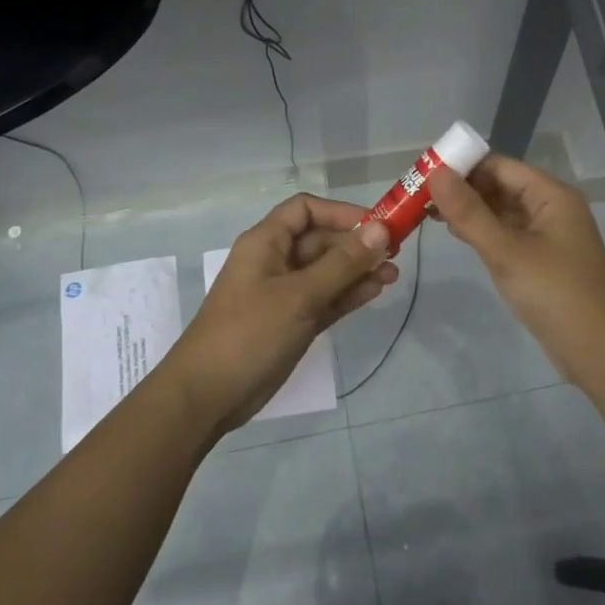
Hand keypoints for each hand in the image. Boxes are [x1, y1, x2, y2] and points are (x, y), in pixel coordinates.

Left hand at [160, 193, 395, 438]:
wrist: (209, 394)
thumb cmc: (249, 333)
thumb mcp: (299, 295)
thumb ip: (342, 263)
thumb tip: (381, 229)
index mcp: (265, 243)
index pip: (306, 210)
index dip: (341, 212)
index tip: (377, 225)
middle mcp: (275, 262)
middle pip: (321, 240)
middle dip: (357, 244)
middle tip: (396, 253)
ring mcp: (285, 294)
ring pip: (328, 272)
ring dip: (358, 270)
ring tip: (394, 275)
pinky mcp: (293, 322)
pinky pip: (326, 299)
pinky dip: (349, 294)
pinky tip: (376, 291)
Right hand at [427, 155, 604, 379]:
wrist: (598, 351)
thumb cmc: (554, 294)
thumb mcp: (506, 252)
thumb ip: (469, 213)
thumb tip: (436, 173)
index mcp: (552, 195)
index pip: (499, 166)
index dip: (462, 166)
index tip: (423, 174)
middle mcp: (552, 208)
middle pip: (501, 185)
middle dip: (462, 189)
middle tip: (418, 197)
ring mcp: (548, 235)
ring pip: (502, 211)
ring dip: (470, 211)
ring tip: (428, 214)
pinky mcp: (542, 259)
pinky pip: (508, 234)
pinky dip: (483, 231)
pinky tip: (457, 235)